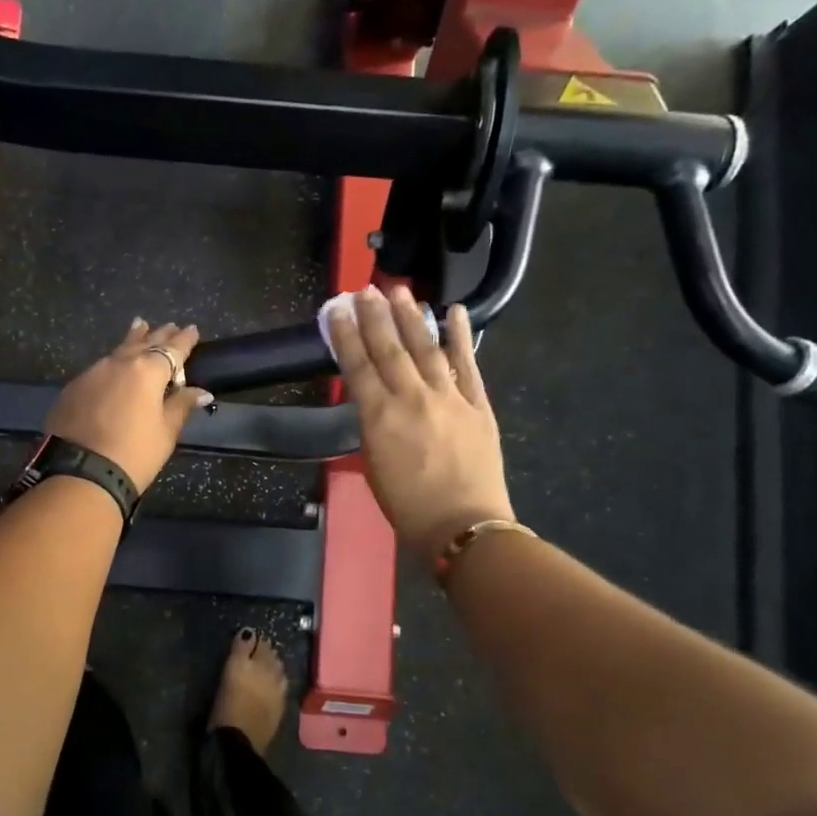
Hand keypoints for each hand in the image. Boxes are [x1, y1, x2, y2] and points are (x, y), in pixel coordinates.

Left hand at [45, 319, 213, 490]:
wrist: (80, 473)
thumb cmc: (134, 454)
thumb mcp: (166, 432)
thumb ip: (182, 405)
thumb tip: (201, 391)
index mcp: (148, 371)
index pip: (172, 349)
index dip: (184, 340)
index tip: (192, 329)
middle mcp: (119, 363)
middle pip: (144, 343)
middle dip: (159, 335)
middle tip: (169, 326)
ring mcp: (92, 373)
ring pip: (118, 350)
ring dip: (133, 340)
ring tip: (140, 327)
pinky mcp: (73, 387)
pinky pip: (99, 368)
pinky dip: (112, 363)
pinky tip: (113, 366)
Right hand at [327, 287, 514, 562]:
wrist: (463, 525)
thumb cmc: (407, 506)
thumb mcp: (373, 464)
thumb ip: (373, 426)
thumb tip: (375, 399)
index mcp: (379, 416)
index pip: (357, 365)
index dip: (346, 335)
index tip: (339, 309)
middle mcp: (411, 398)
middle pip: (390, 348)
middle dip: (375, 316)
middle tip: (366, 289)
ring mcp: (448, 397)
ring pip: (426, 348)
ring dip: (412, 317)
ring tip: (401, 291)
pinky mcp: (477, 405)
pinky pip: (467, 364)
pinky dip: (460, 336)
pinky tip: (454, 311)